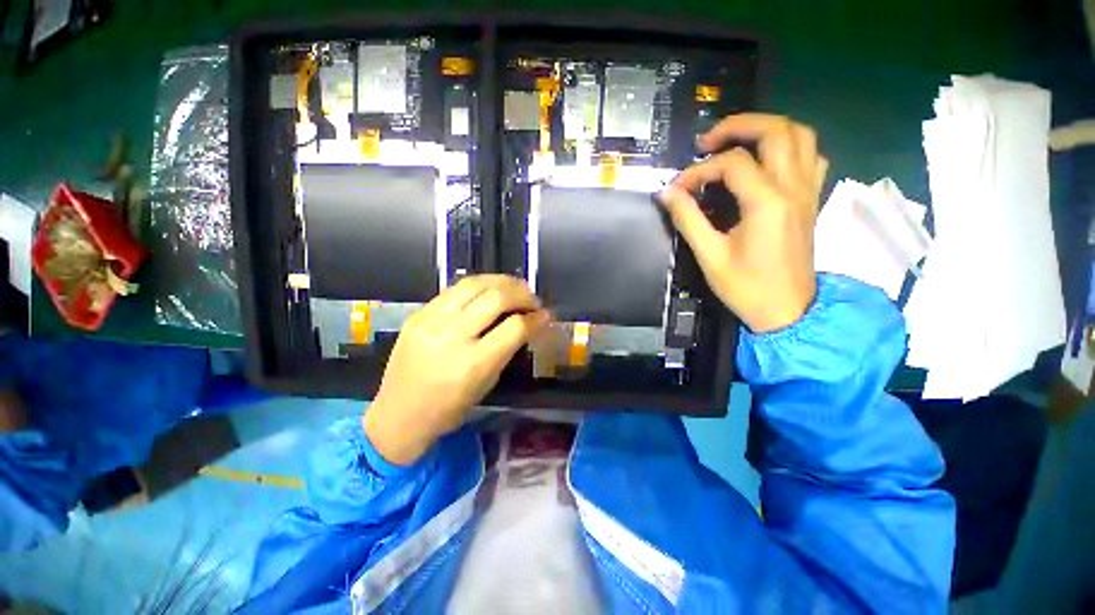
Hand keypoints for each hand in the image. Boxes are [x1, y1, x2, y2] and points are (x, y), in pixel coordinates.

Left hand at [363, 275, 550, 465]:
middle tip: (532, 299)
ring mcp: (430, 321)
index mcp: (472, 364)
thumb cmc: (449, 409)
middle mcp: (451, 336)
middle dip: (522, 293)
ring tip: (515, 287)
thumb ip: (508, 348)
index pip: (514, 327)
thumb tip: (530, 323)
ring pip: (474, 284)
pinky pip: (454, 289)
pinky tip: (489, 289)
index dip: (535, 318)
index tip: (545, 315)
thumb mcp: (487, 383)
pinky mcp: (418, 313)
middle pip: (496, 298)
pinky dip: (479, 285)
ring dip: (502, 281)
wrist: (398, 414)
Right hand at [658, 114, 827, 332]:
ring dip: (767, 129)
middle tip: (707, 142)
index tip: (676, 189)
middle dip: (738, 126)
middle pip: (776, 130)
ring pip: (801, 136)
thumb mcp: (709, 256)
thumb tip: (666, 192)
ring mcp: (808, 191)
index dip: (697, 171)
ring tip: (737, 142)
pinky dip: (789, 147)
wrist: (787, 311)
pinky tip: (767, 160)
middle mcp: (794, 187)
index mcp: (767, 203)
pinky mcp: (811, 199)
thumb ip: (687, 218)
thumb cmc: (746, 288)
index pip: (731, 164)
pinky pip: (811, 156)